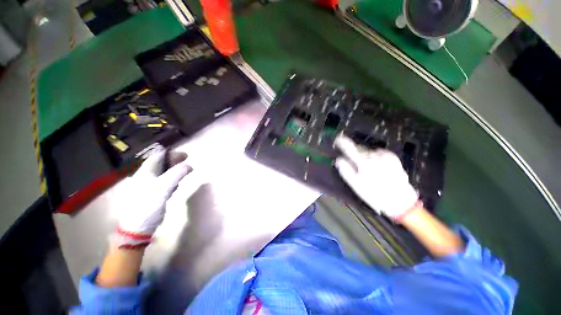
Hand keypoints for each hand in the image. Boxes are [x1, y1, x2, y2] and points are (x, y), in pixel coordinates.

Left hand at [114, 149, 191, 247]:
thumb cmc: (147, 206)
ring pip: (163, 174)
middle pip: (161, 164)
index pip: (158, 157)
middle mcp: (144, 177)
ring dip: (173, 171)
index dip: (171, 153)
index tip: (185, 155)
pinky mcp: (151, 195)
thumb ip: (176, 174)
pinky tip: (175, 186)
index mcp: (144, 173)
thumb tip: (188, 165)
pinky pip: (163, 183)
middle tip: (187, 162)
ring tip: (184, 172)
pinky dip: (171, 181)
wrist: (137, 229)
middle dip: (174, 162)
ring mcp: (147, 187)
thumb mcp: (163, 188)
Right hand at [334, 134, 418, 220]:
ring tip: (366, 168)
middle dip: (353, 153)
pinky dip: (373, 156)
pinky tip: (375, 166)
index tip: (337, 140)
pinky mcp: (392, 156)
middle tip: (353, 163)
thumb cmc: (374, 194)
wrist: (401, 200)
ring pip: (368, 151)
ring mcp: (384, 155)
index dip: (342, 142)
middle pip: (358, 148)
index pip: (349, 147)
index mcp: (364, 163)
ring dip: (363, 155)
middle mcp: (374, 155)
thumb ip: (345, 170)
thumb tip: (338, 159)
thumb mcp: (356, 185)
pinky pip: (377, 152)